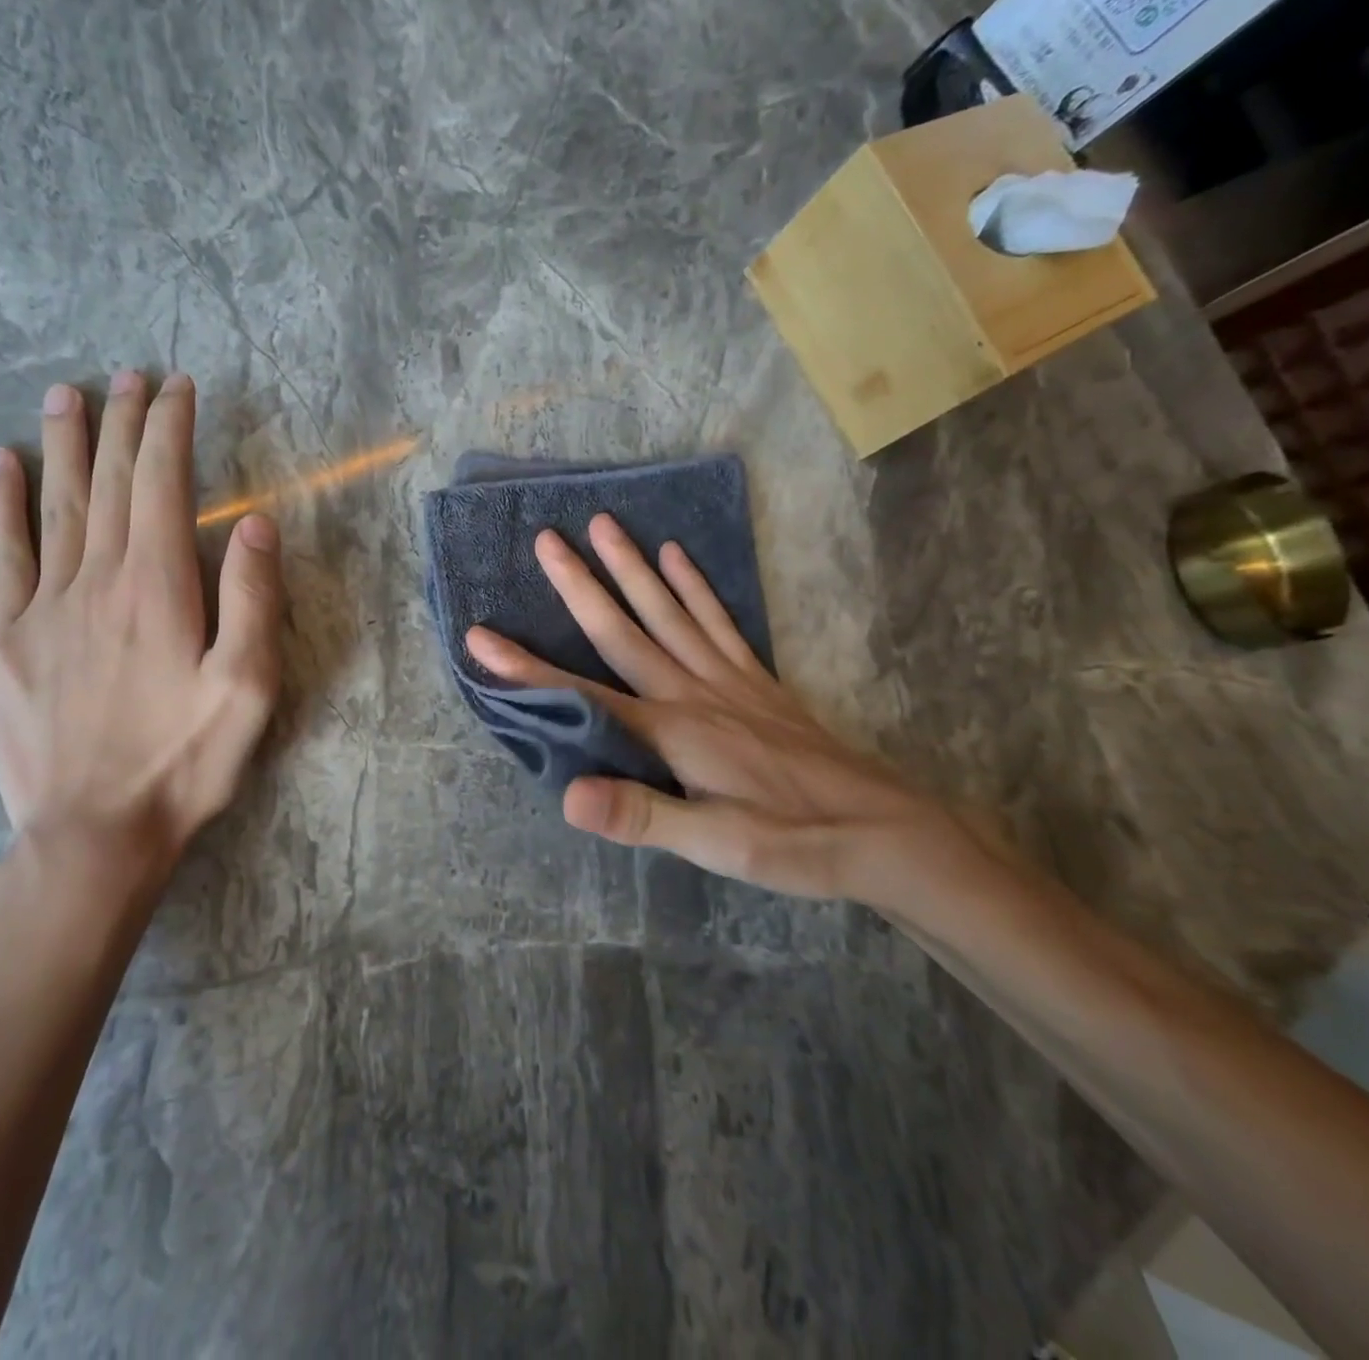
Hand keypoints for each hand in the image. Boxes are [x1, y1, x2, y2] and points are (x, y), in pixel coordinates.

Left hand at [0, 372, 283, 898]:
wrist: (94, 832)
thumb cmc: (185, 761)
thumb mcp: (248, 688)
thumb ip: (252, 601)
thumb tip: (254, 523)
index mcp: (157, 588)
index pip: (161, 485)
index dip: (169, 430)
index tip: (178, 388)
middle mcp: (96, 580)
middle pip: (107, 482)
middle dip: (122, 423)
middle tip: (129, 376)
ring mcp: (43, 607)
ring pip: (54, 504)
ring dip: (64, 444)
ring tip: (68, 394)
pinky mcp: (6, 638)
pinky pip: (0, 554)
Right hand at [464, 514, 1002, 907]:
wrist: (887, 832)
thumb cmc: (793, 842)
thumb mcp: (714, 845)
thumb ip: (641, 814)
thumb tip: (568, 792)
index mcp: (672, 731)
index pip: (583, 694)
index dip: (527, 669)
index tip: (481, 637)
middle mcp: (693, 691)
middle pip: (625, 629)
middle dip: (580, 585)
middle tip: (547, 538)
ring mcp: (728, 679)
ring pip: (669, 611)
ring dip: (632, 568)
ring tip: (604, 524)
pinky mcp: (757, 681)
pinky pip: (719, 622)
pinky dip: (695, 586)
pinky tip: (678, 557)